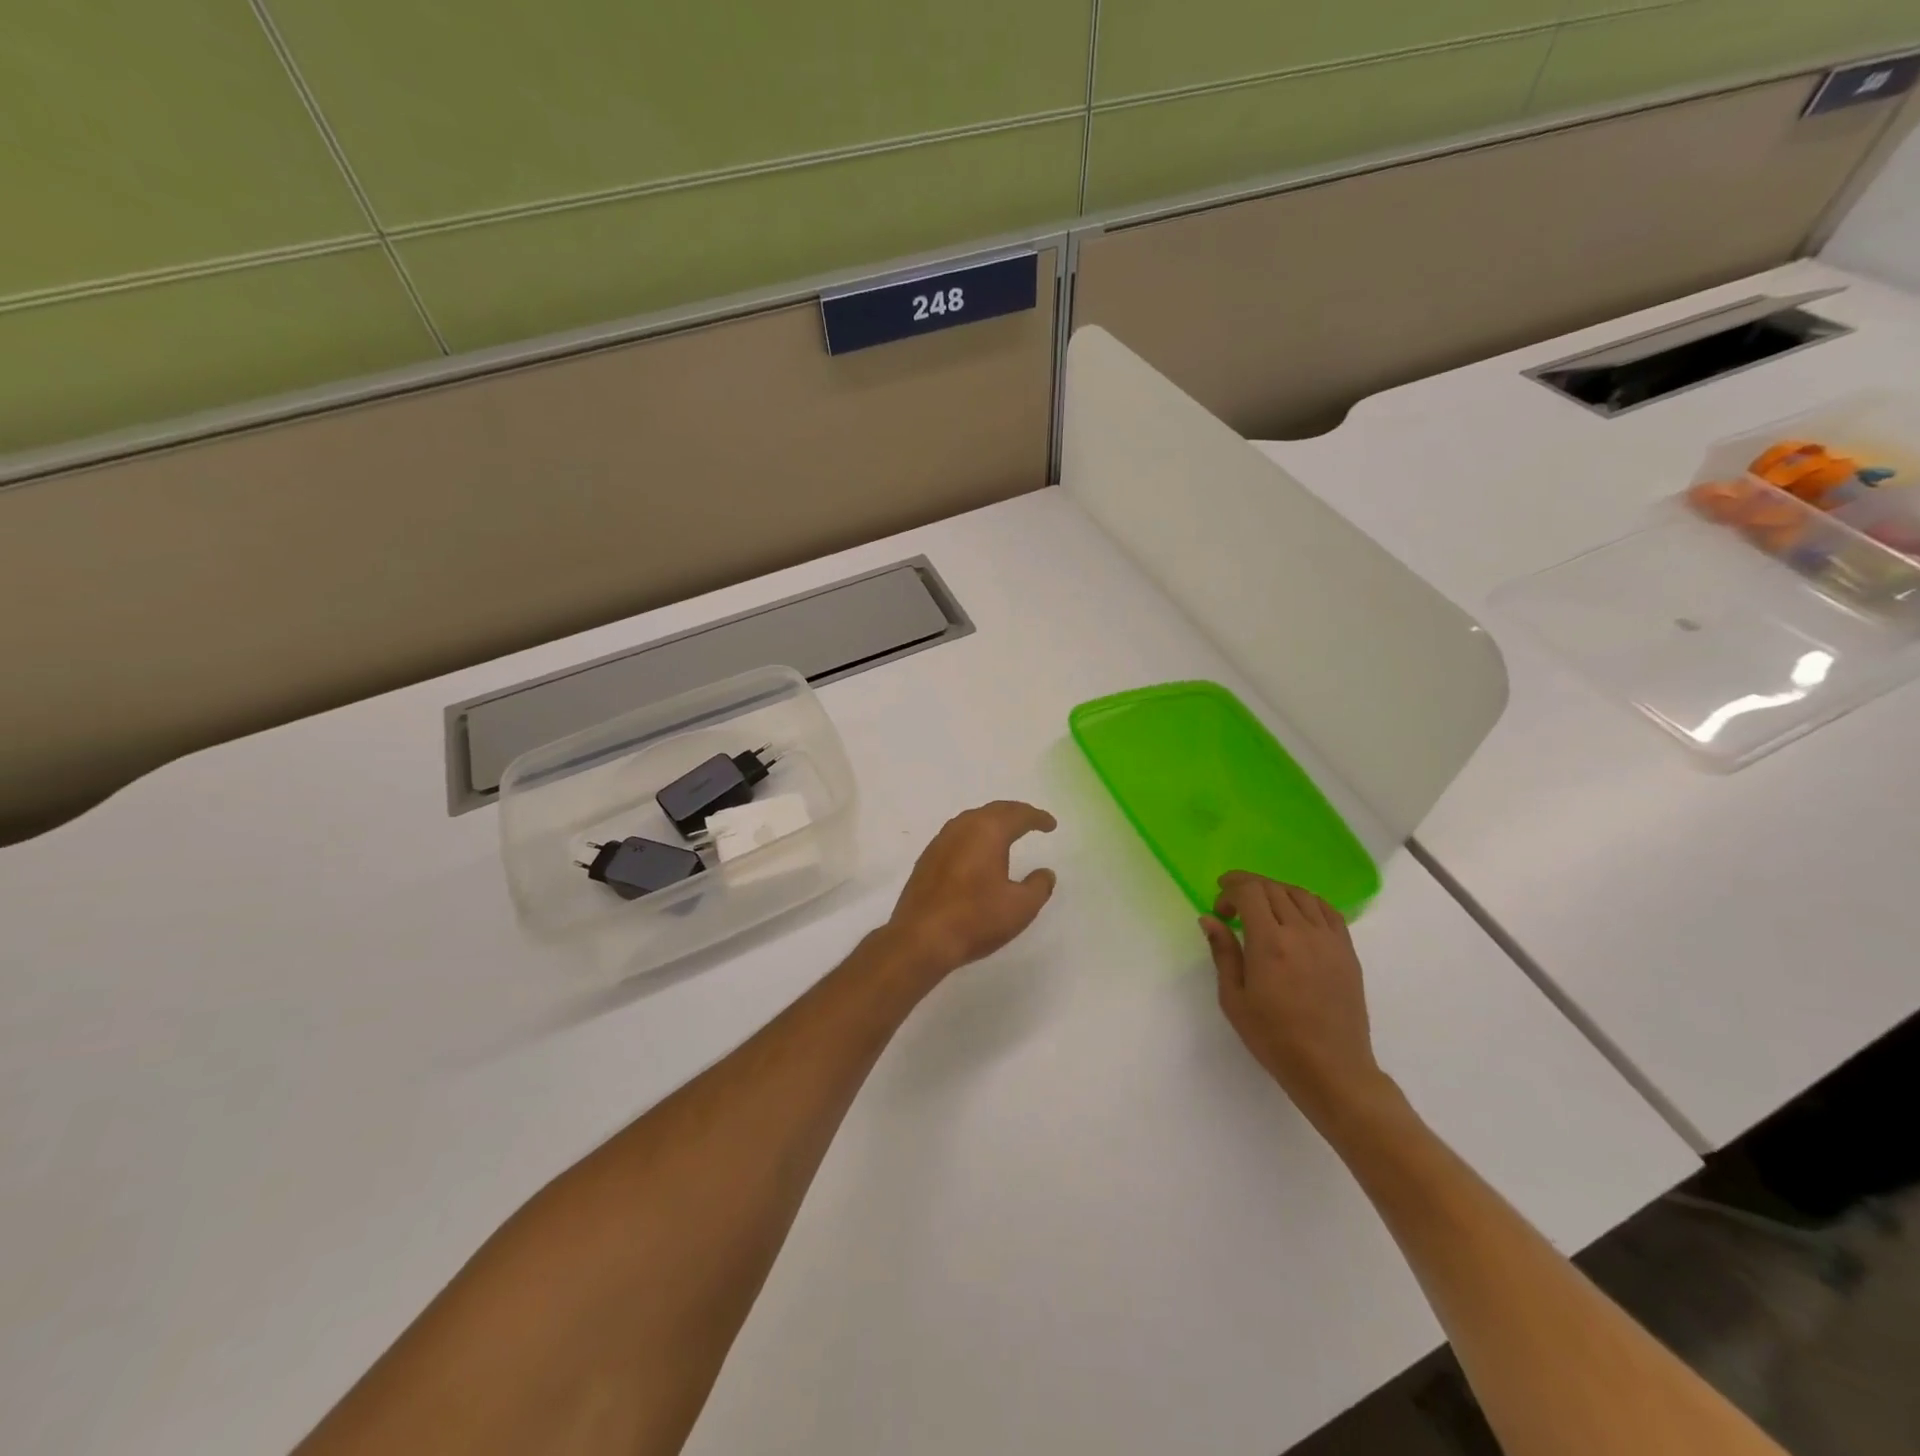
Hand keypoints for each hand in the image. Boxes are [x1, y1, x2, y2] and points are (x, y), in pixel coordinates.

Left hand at [886, 801, 1058, 976]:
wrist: (920, 938)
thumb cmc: (975, 919)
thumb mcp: (1020, 907)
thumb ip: (1039, 886)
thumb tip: (1045, 872)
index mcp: (987, 831)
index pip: (1018, 815)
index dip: (1037, 817)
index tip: (1050, 824)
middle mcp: (962, 828)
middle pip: (993, 811)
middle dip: (1015, 813)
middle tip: (1031, 821)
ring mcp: (940, 841)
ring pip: (972, 821)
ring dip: (992, 822)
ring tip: (1007, 833)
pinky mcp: (927, 858)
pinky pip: (957, 836)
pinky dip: (974, 836)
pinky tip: (978, 852)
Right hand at [1201, 873, 1392, 1126]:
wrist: (1331, 1068)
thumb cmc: (1274, 1037)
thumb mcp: (1234, 999)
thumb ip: (1223, 953)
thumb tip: (1209, 919)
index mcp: (1270, 943)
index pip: (1250, 891)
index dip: (1231, 888)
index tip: (1220, 906)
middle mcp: (1301, 932)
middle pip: (1273, 888)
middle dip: (1248, 888)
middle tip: (1234, 908)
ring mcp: (1329, 939)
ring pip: (1300, 894)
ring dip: (1276, 892)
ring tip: (1263, 909)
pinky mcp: (1347, 950)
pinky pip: (1327, 910)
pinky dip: (1306, 902)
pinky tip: (1295, 916)